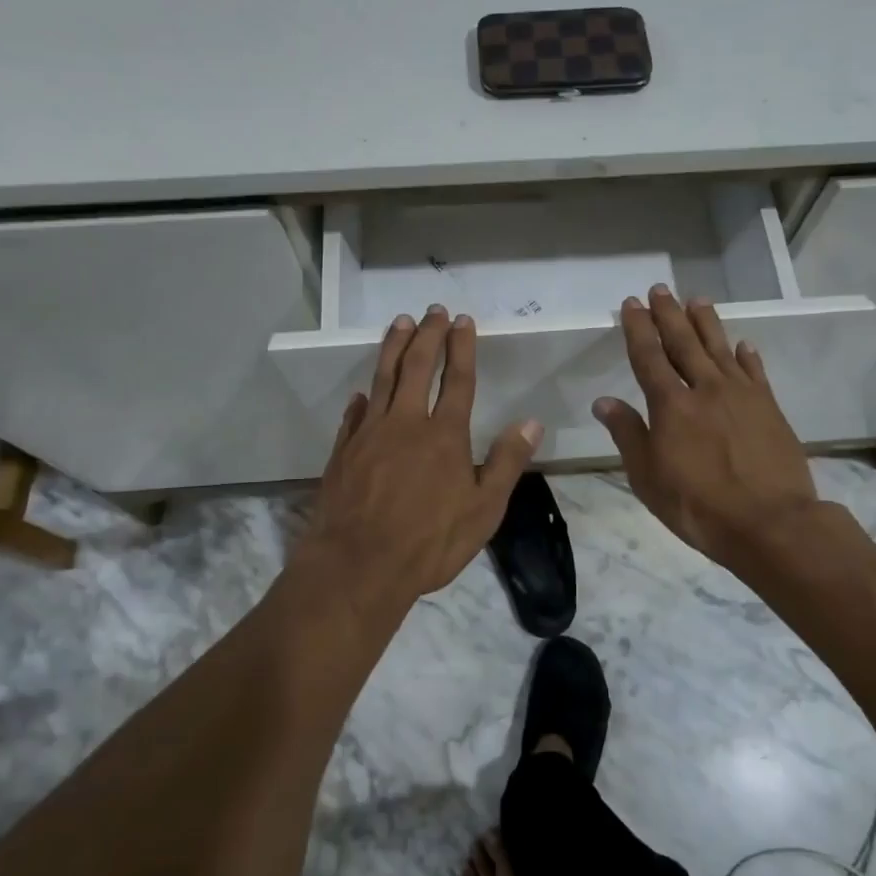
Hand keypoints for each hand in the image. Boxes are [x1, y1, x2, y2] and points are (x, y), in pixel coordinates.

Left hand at [299, 306, 543, 610]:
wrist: (358, 566)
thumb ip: (506, 462)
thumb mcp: (484, 510)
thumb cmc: (429, 542)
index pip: (457, 379)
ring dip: (393, 348)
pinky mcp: (344, 451)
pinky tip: (363, 391)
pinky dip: (362, 397)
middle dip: (428, 335)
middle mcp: (406, 423)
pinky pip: (355, 414)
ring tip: (400, 323)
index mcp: (444, 435)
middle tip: (433, 310)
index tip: (463, 320)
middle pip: (417, 367)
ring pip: (383, 378)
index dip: (461, 347)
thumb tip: (531, 422)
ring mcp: (370, 434)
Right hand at [594, 286, 819, 574]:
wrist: (770, 523)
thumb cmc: (698, 505)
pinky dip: (747, 355)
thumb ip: (628, 434)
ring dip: (706, 322)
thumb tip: (604, 401)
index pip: (649, 356)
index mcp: (671, 405)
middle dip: (669, 314)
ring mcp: (742, 395)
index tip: (632, 303)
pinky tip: (743, 344)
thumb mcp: (648, 477)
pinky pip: (755, 372)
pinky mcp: (769, 408)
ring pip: (720, 348)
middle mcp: (705, 389)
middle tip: (660, 289)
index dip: (639, 328)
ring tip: (697, 300)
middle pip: (684, 342)